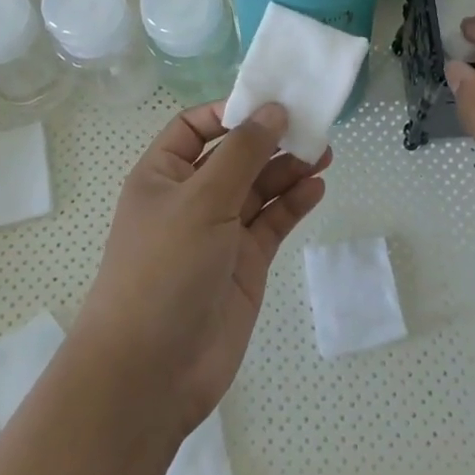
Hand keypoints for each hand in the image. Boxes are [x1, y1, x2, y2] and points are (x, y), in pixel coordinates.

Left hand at [75, 102, 327, 436]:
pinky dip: (293, 204)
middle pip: (234, 155)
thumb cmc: (164, 269)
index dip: (230, 112)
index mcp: (162, 175)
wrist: (150, 372)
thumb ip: (242, 153)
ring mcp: (219, 233)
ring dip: (287, 169)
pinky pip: (272, 223)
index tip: (270, 103)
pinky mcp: (244, 265)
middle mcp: (190, 198)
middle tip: (312, 125)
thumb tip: (273, 110)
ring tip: (324, 152)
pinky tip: (316, 187)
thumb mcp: (201, 199)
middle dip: (269, 139)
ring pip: (258, 189)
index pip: (195, 127)